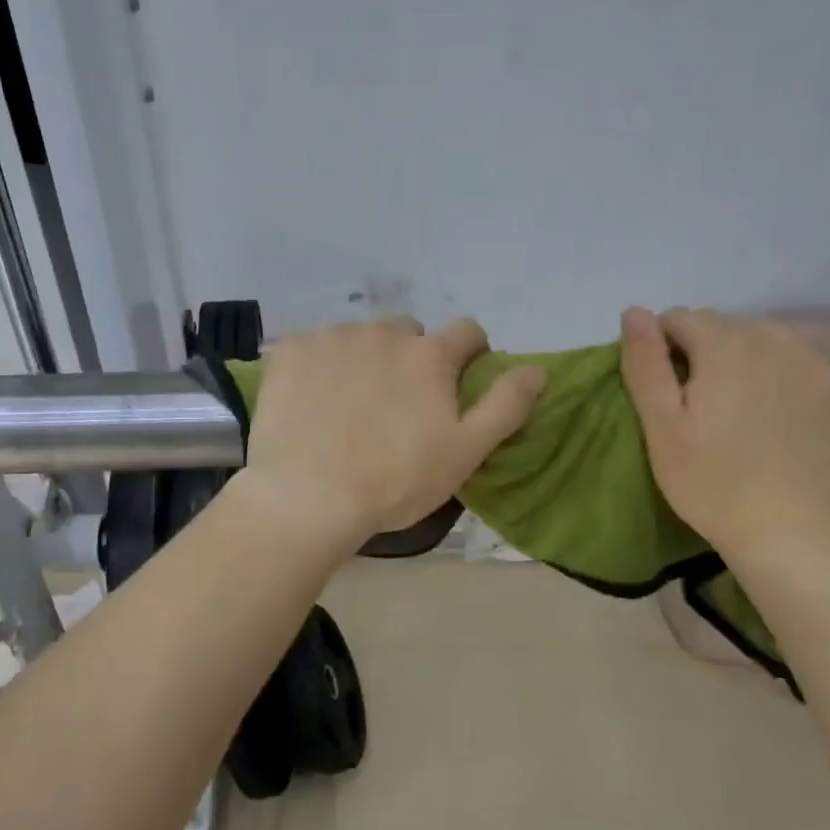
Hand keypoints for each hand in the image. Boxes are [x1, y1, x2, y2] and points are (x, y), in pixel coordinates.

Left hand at [238, 318, 547, 550]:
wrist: (307, 497)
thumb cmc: (394, 481)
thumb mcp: (465, 451)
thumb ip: (505, 405)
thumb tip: (538, 369)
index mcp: (429, 354)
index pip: (467, 332)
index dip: (470, 354)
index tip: (458, 382)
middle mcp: (382, 332)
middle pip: (408, 333)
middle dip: (410, 360)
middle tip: (395, 406)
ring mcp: (331, 337)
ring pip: (359, 339)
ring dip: (362, 361)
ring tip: (348, 409)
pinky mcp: (290, 351)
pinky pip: (314, 348)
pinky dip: (317, 367)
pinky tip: (310, 404)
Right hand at [619, 307, 829, 558]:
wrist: (791, 535)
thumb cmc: (710, 482)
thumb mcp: (661, 426)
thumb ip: (645, 363)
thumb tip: (634, 311)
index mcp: (727, 346)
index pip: (680, 318)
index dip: (662, 348)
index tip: (663, 390)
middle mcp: (778, 342)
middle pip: (726, 327)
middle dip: (704, 352)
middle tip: (697, 405)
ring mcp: (820, 369)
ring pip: (767, 344)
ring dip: (745, 363)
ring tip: (737, 411)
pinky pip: (802, 371)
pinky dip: (782, 384)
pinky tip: (777, 425)